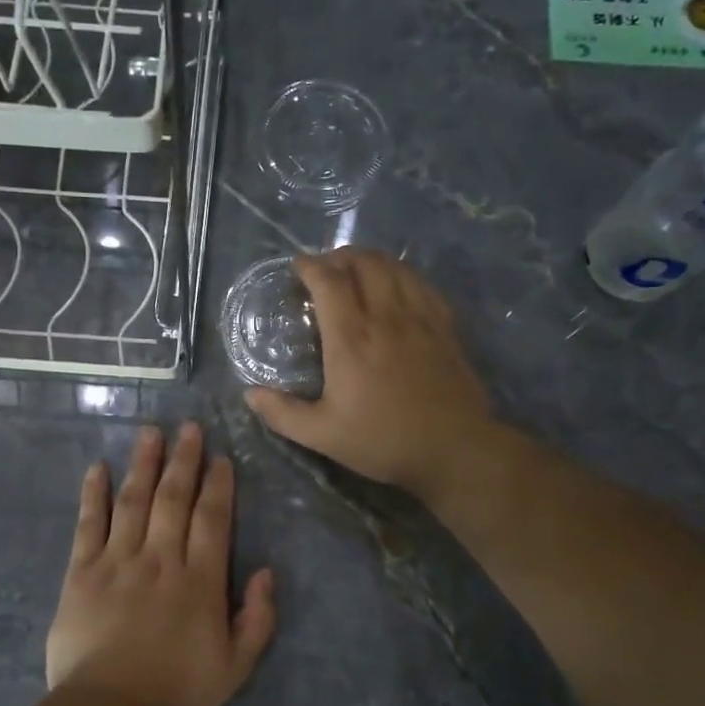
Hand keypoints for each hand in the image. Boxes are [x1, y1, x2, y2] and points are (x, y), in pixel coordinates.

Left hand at [46, 423, 277, 705]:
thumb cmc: (177, 692)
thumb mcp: (235, 667)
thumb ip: (257, 618)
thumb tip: (266, 572)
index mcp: (200, 580)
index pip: (212, 519)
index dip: (218, 485)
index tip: (220, 458)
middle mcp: (160, 559)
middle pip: (173, 499)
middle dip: (183, 460)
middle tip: (188, 427)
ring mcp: (118, 561)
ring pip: (133, 501)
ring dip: (143, 463)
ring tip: (150, 432)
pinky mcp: (81, 572)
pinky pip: (88, 525)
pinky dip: (93, 495)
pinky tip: (98, 469)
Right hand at [244, 249, 494, 500]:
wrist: (454, 449)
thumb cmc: (383, 441)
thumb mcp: (323, 435)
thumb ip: (283, 413)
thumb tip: (250, 394)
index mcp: (351, 340)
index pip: (329, 282)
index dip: (311, 266)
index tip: (297, 266)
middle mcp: (385, 318)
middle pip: (365, 263)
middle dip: (341, 256)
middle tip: (326, 267)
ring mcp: (420, 319)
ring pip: (396, 267)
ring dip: (372, 260)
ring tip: (358, 269)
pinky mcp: (444, 328)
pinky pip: (422, 284)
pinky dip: (403, 274)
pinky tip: (398, 286)